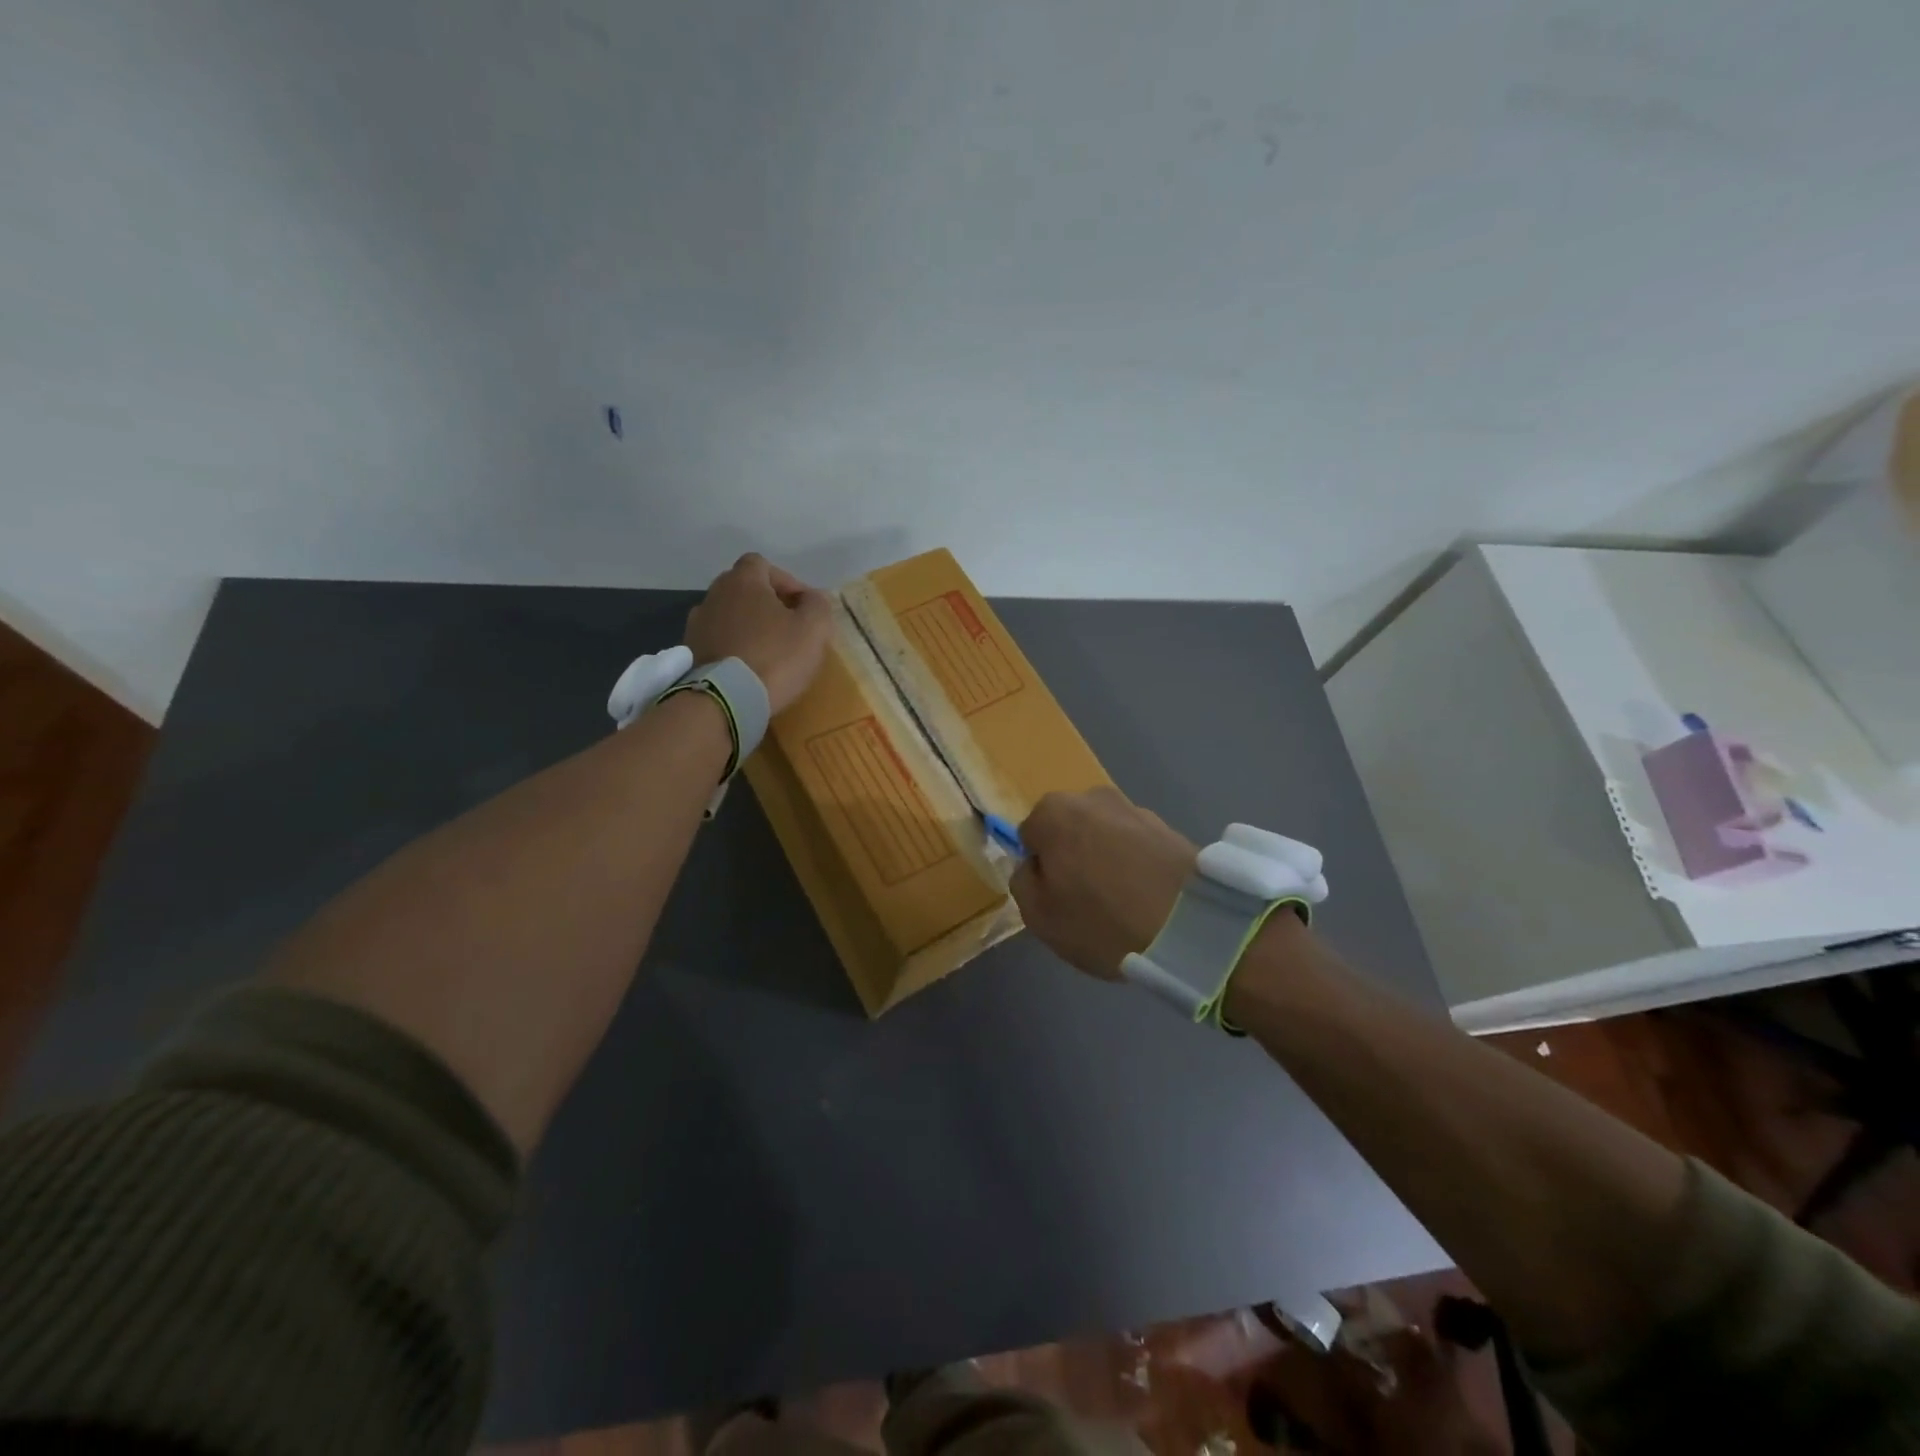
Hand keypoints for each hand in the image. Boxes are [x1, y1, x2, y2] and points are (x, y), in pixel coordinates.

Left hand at [685, 554, 832, 714]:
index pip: (762, 564)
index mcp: (743, 581)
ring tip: (767, 649)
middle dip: (766, 602)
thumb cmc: (775, 657)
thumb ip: (818, 605)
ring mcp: (698, 623)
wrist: (725, 700)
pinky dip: (733, 645)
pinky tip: (747, 666)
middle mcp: (714, 594)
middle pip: (743, 587)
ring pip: (729, 614)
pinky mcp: (690, 651)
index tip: (802, 606)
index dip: (785, 581)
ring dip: (747, 625)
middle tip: (787, 626)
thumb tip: (812, 598)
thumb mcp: (813, 629)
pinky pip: (717, 639)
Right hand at [1010, 787, 1196, 978]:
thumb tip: (1033, 865)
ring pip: (1104, 837)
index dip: (1039, 870)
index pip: (1030, 837)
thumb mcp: (1039, 915)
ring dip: (1106, 861)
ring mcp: (1134, 809)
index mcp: (1053, 812)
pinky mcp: (1168, 828)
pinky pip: (1136, 848)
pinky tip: (1146, 899)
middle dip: (1073, 858)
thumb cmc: (1102, 919)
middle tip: (1086, 901)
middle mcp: (1092, 798)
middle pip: (1068, 831)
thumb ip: (1023, 882)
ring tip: (1122, 904)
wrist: (1192, 924)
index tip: (1056, 897)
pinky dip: (1135, 867)